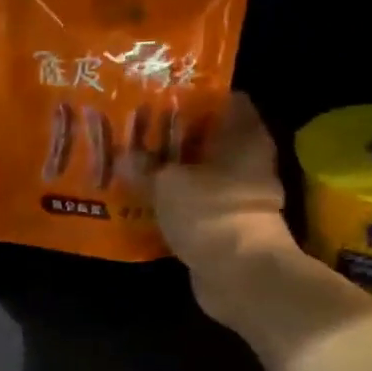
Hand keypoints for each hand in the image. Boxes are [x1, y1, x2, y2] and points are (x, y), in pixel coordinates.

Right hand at [153, 94, 328, 338]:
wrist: (239, 275)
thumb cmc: (210, 212)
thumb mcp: (167, 182)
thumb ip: (144, 165)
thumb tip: (124, 155)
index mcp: (243, 136)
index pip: (225, 99)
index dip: (193, 95)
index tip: (160, 94)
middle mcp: (247, 160)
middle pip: (209, 137)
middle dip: (174, 135)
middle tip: (136, 129)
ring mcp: (239, 195)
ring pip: (200, 173)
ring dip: (172, 171)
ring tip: (133, 162)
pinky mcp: (226, 225)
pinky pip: (196, 204)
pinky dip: (175, 202)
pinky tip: (144, 199)